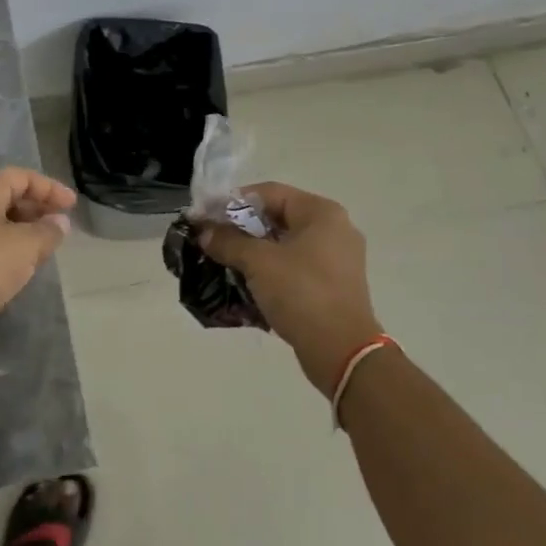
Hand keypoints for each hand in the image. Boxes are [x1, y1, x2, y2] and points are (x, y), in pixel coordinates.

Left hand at [0, 167, 75, 342]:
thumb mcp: (26, 247)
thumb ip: (48, 231)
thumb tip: (59, 222)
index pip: (22, 176)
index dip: (50, 189)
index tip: (72, 206)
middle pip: (7, 193)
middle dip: (37, 207)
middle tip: (60, 226)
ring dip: (23, 226)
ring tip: (44, 245)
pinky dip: (6, 240)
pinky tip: (19, 260)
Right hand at [199, 182, 383, 394]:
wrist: (342, 352)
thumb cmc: (302, 293)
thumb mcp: (258, 262)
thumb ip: (228, 241)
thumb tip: (203, 232)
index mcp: (321, 213)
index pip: (268, 192)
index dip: (232, 202)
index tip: (205, 216)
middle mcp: (333, 229)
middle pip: (276, 217)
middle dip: (240, 228)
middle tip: (211, 240)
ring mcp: (336, 260)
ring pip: (283, 245)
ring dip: (252, 251)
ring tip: (222, 261)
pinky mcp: (332, 286)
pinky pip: (293, 268)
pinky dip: (269, 271)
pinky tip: (244, 283)